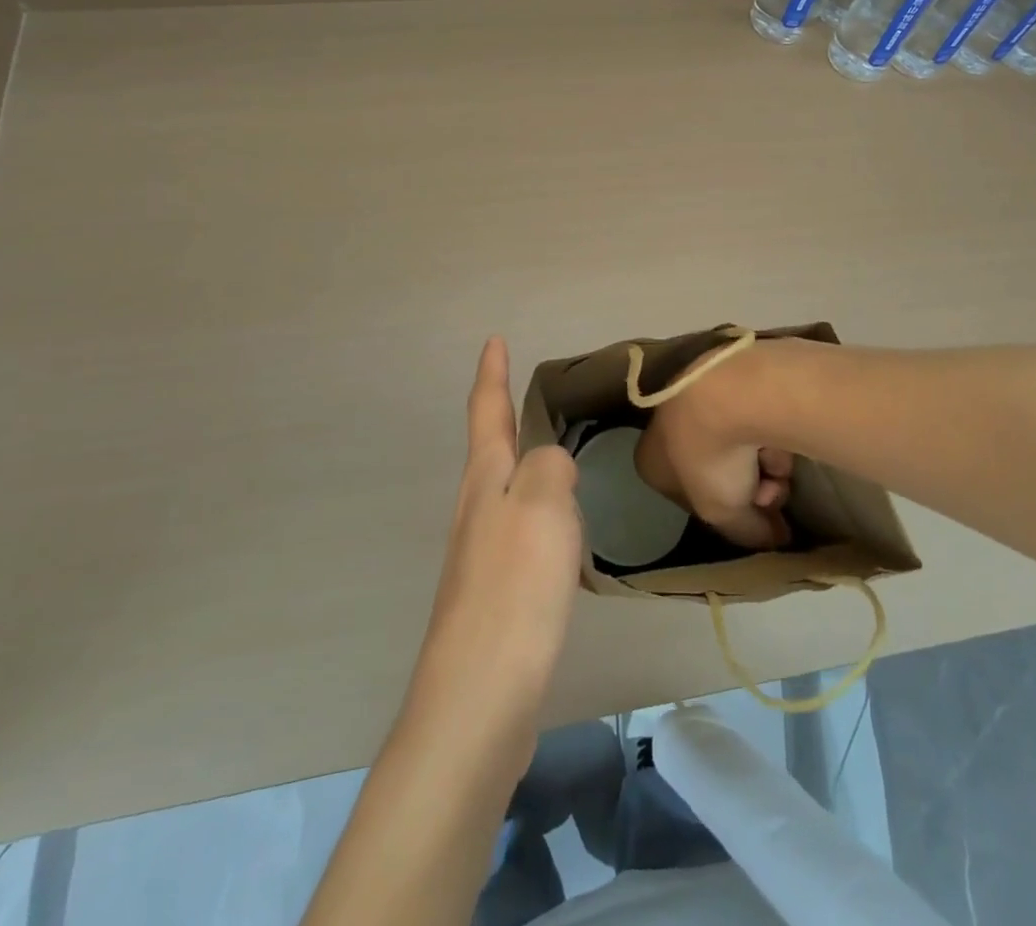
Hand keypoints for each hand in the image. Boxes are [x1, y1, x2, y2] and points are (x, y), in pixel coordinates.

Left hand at [406, 337, 582, 766]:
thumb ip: (550, 466)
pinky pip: (521, 532)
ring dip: (523, 464)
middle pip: (489, 449)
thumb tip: (551, 463)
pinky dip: (539, 513)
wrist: (481, 695)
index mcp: (486, 480)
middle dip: (501, 415)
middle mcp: (477, 510)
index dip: (491, 373)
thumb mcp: (543, 504)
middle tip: (522, 392)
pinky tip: (558, 530)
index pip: (486, 411)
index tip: (493, 340)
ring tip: (550, 452)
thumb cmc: (513, 587)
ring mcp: (482, 554)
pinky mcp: (497, 594)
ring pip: (506, 491)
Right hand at [635, 341, 796, 550]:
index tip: (750, 515)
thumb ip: (749, 533)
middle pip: (718, 470)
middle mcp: (667, 426)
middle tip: (771, 494)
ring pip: (739, 445)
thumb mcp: (725, 515)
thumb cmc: (710, 458)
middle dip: (751, 488)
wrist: (729, 392)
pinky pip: (753, 416)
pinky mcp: (729, 376)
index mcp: (650, 460)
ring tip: (779, 467)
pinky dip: (769, 431)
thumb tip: (778, 535)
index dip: (722, 510)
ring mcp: (698, 397)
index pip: (687, 494)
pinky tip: (780, 436)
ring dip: (765, 465)